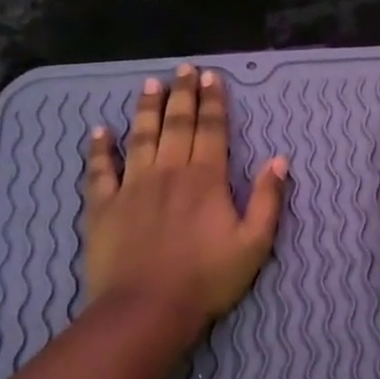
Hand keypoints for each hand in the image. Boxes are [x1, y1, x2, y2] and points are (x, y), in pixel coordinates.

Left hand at [83, 65, 287, 333]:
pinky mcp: (104, 206)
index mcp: (206, 179)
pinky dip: (100, 149)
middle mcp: (169, 172)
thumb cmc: (207, 278)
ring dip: (146, 109)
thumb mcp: (254, 244)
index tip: (212, 78)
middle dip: (182, 94)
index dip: (214, 103)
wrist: (147, 309)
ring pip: (141, 137)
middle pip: (176, 124)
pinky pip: (100, 170)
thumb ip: (268, 199)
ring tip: (150, 84)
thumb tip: (279, 160)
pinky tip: (100, 131)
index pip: (211, 130)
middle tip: (185, 69)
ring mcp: (133, 186)